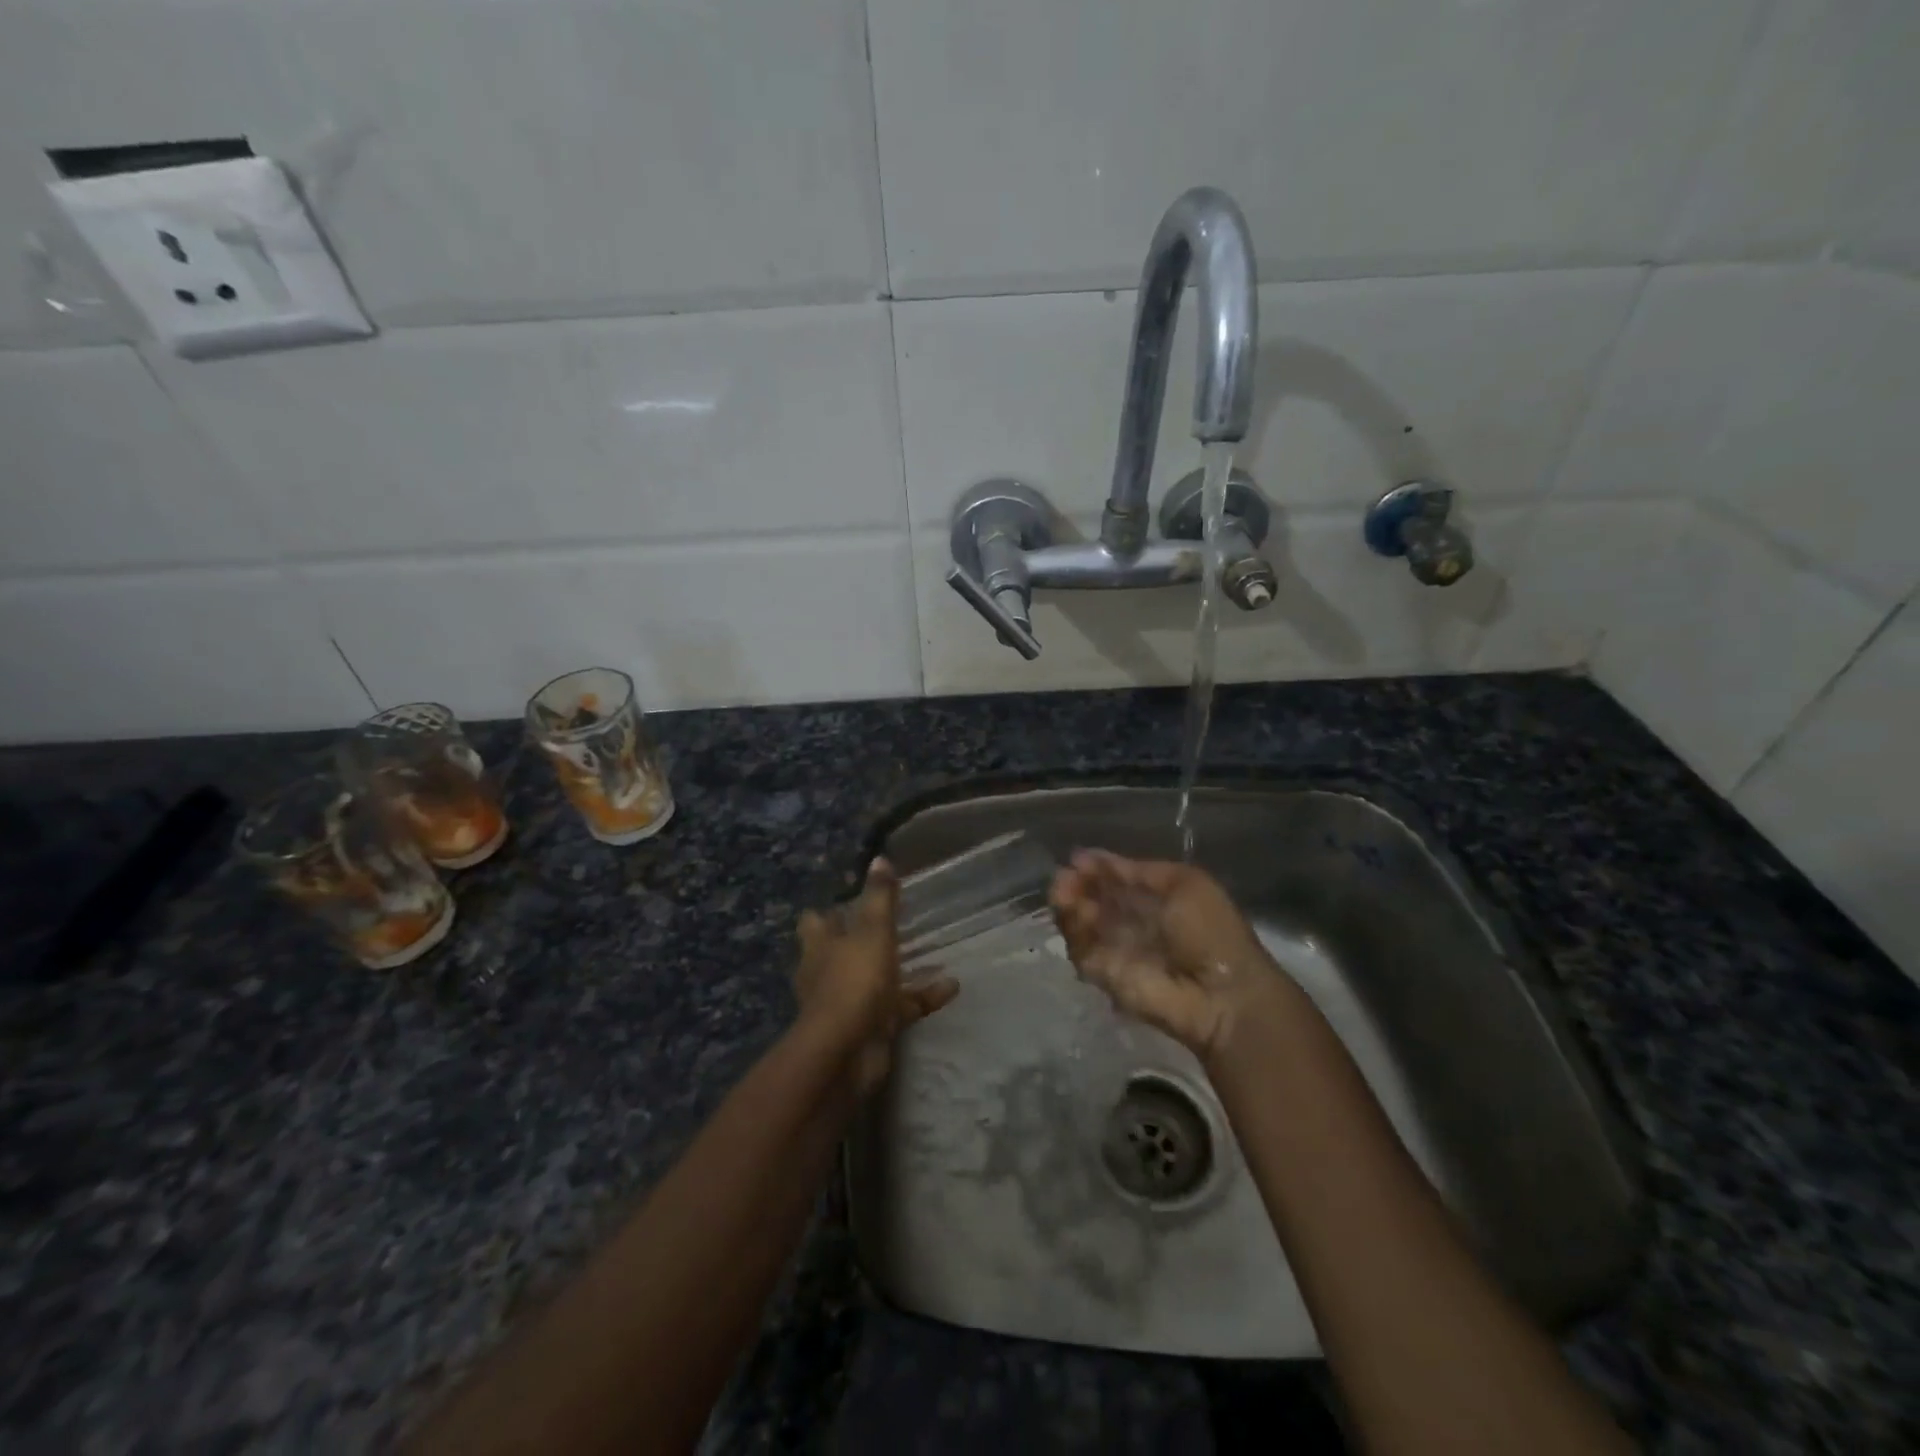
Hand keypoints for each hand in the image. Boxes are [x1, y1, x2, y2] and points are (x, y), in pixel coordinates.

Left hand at [794, 859, 958, 1095]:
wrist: (847, 1053)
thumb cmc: (854, 981)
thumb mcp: (872, 932)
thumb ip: (879, 897)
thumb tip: (880, 858)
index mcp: (819, 946)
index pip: (814, 923)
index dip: (828, 912)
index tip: (849, 900)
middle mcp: (827, 973)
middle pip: (840, 951)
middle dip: (862, 940)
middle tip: (891, 923)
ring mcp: (847, 1004)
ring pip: (872, 980)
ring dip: (896, 970)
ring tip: (928, 952)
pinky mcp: (870, 1028)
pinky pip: (900, 1007)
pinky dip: (923, 997)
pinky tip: (951, 986)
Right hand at [1050, 850, 1283, 1058]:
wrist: (1218, 995)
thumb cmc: (1210, 933)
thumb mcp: (1184, 883)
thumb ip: (1138, 871)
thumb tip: (1092, 858)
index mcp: (1155, 899)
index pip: (1116, 879)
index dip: (1097, 867)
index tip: (1076, 857)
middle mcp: (1132, 922)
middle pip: (1093, 898)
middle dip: (1076, 883)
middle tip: (1063, 876)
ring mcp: (1115, 948)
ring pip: (1079, 920)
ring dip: (1068, 902)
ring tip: (1063, 891)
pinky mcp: (1102, 973)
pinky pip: (1079, 947)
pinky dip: (1072, 928)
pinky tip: (1073, 911)